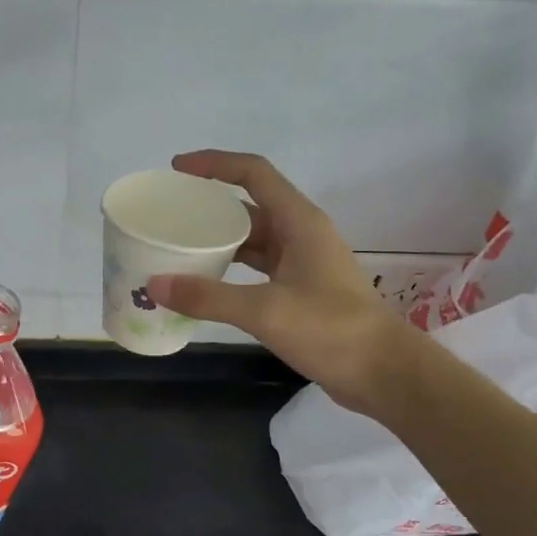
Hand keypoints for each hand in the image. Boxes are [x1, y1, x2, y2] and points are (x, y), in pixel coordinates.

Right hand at [147, 152, 415, 417]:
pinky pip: (257, 267)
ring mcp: (301, 263)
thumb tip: (155, 285)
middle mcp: (300, 234)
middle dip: (210, 207)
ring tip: (178, 247)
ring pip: (252, 239)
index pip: (254, 173)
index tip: (177, 168)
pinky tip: (205, 283)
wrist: (381, 370)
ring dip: (218, 241)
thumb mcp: (265, 311)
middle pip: (249, 206)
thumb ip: (208, 297)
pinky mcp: (300, 290)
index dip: (215, 164)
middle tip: (169, 216)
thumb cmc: (330, 330)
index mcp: (299, 222)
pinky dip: (230, 270)